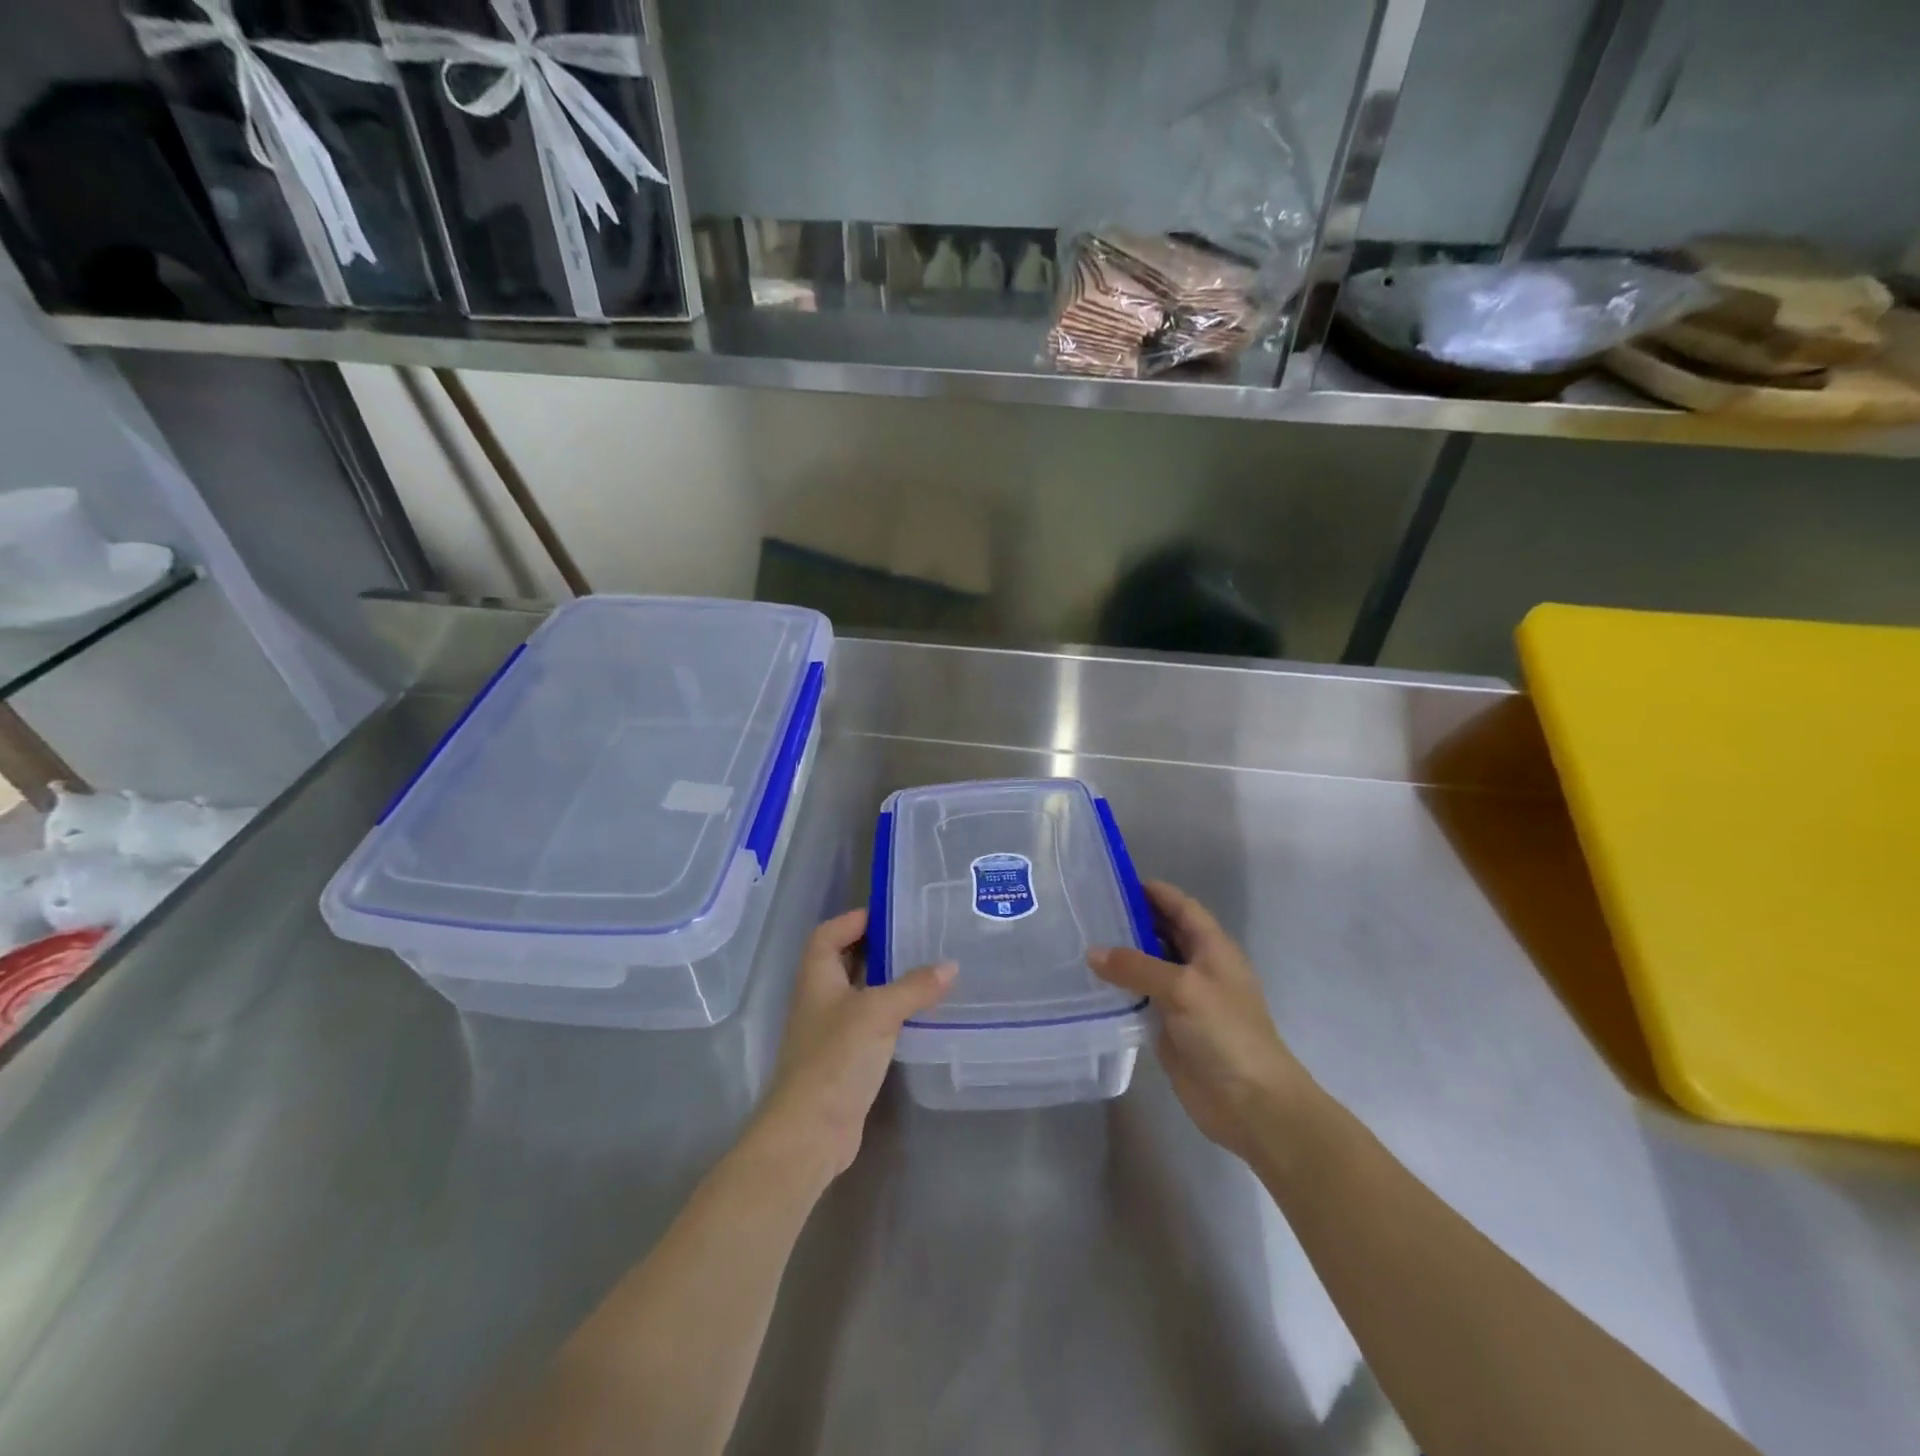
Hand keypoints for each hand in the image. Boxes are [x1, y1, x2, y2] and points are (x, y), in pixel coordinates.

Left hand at [751, 908, 954, 1187]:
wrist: (810, 1133)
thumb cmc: (836, 1059)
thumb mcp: (878, 1013)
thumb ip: (914, 987)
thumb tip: (950, 965)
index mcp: (817, 978)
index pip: (828, 934)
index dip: (854, 919)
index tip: (890, 913)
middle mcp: (820, 999)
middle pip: (844, 960)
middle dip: (877, 947)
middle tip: (918, 938)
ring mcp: (831, 1032)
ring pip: (860, 993)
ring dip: (887, 981)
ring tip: (927, 970)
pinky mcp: (845, 1060)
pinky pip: (869, 1024)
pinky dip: (891, 1014)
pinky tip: (919, 1015)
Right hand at [1087, 881, 1307, 1161]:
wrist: (1252, 1104)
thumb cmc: (1226, 1032)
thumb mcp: (1182, 989)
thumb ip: (1135, 966)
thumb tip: (1092, 952)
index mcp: (1214, 949)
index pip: (1183, 907)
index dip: (1155, 892)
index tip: (1116, 881)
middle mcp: (1200, 968)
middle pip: (1165, 933)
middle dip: (1134, 919)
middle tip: (1090, 909)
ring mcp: (1185, 1000)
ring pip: (1150, 966)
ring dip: (1124, 954)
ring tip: (1083, 940)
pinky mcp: (1171, 1028)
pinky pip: (1142, 998)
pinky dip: (1121, 988)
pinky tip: (1093, 984)